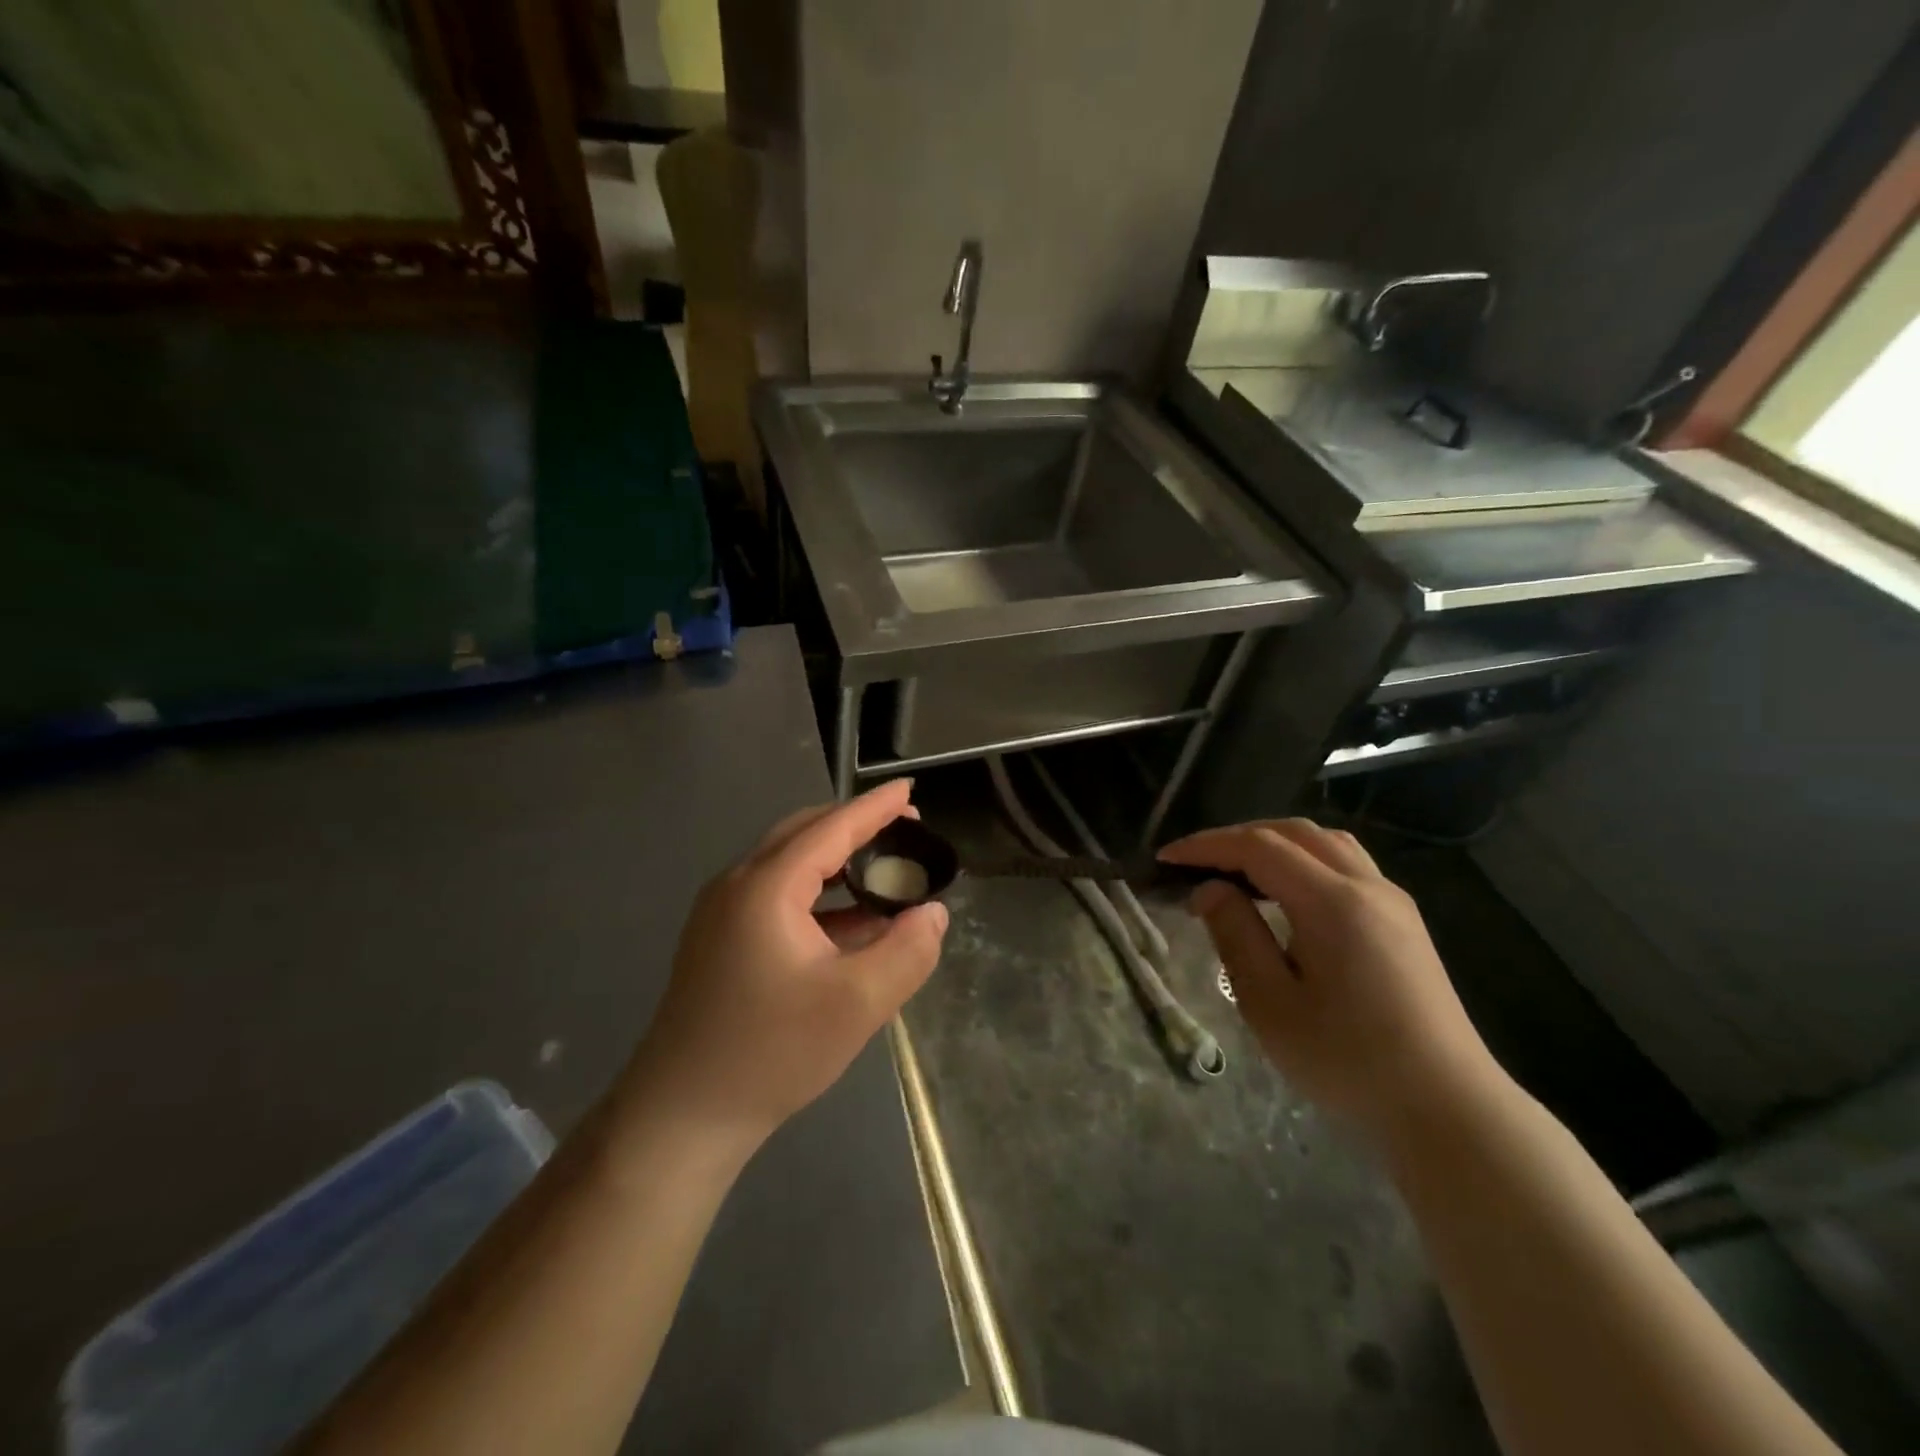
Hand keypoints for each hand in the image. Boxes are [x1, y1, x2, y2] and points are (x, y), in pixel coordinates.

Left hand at [620, 780, 948, 1149]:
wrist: (682, 1116)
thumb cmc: (771, 1053)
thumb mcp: (857, 1004)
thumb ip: (907, 951)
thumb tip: (933, 913)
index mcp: (766, 886)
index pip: (831, 828)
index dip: (875, 808)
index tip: (909, 789)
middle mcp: (737, 885)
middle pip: (804, 834)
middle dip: (855, 826)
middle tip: (904, 829)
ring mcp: (722, 913)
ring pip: (789, 864)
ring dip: (837, 861)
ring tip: (884, 870)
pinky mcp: (720, 940)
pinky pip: (777, 895)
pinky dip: (818, 895)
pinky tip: (850, 920)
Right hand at [1160, 818, 1503, 1141]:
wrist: (1447, 1109)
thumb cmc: (1348, 1061)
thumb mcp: (1270, 1003)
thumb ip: (1236, 935)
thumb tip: (1210, 890)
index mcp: (1333, 902)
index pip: (1258, 847)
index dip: (1207, 845)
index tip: (1167, 858)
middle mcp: (1367, 886)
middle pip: (1294, 832)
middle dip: (1238, 837)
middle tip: (1197, 862)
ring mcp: (1393, 901)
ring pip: (1326, 843)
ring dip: (1275, 843)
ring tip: (1237, 870)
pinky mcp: (1404, 922)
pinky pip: (1347, 864)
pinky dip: (1304, 859)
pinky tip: (1286, 893)